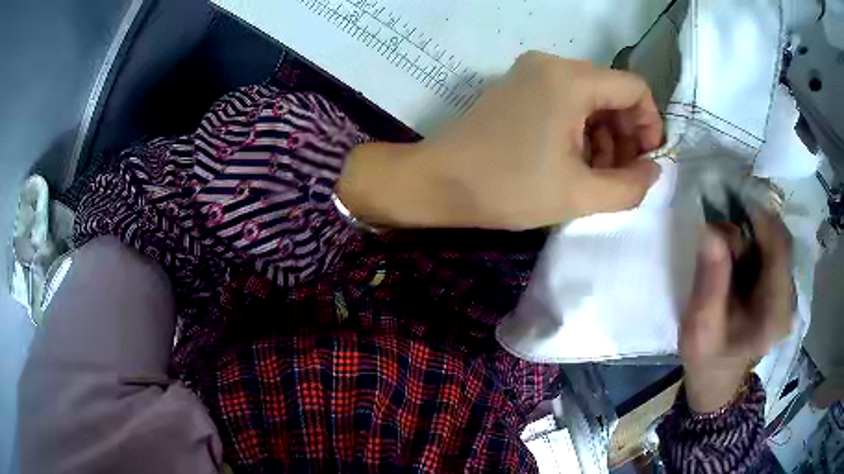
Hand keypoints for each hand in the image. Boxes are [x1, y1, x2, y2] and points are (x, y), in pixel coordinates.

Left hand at [337, 52, 662, 229]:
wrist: (437, 182)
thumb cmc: (507, 188)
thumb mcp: (578, 194)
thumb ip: (629, 186)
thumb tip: (654, 170)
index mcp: (570, 79)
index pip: (635, 89)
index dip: (650, 126)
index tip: (645, 163)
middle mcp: (551, 64)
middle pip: (613, 92)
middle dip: (626, 135)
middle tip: (621, 177)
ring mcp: (531, 73)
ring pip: (591, 99)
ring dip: (604, 137)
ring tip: (596, 176)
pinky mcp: (518, 87)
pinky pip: (566, 101)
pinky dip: (580, 130)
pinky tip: (574, 162)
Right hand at [680, 212, 794, 412]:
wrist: (718, 381)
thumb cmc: (707, 360)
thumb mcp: (700, 328)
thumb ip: (709, 283)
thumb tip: (711, 230)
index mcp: (775, 314)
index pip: (780, 250)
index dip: (761, 219)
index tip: (733, 201)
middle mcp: (789, 299)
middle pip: (780, 241)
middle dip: (753, 226)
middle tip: (723, 230)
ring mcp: (787, 294)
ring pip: (776, 243)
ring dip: (752, 234)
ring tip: (727, 248)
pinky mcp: (781, 289)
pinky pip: (772, 252)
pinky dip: (754, 243)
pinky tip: (737, 255)